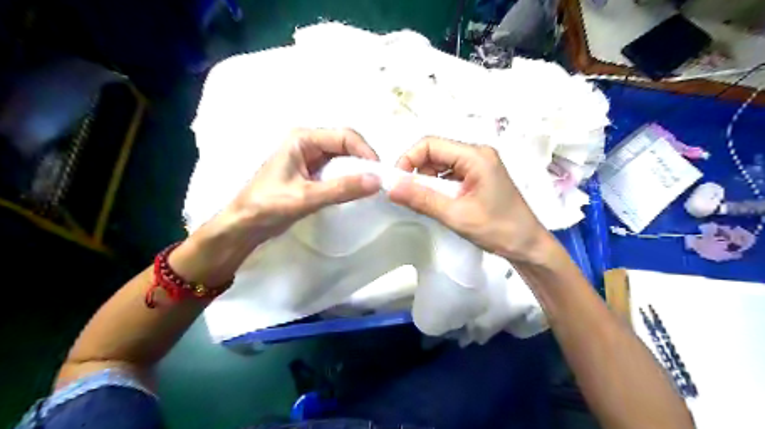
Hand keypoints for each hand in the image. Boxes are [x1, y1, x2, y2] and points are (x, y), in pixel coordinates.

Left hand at [170, 127, 379, 288]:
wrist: (244, 226)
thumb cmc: (268, 206)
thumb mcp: (306, 197)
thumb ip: (342, 188)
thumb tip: (376, 181)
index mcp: (303, 139)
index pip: (344, 136)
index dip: (365, 152)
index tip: (379, 173)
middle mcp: (307, 143)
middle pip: (345, 145)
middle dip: (363, 161)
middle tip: (377, 182)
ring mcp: (309, 158)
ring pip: (342, 159)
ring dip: (357, 171)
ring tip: (369, 187)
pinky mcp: (310, 174)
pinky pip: (336, 171)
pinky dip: (348, 179)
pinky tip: (354, 191)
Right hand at [389, 137, 550, 264]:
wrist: (528, 247)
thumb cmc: (498, 230)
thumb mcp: (456, 215)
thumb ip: (422, 199)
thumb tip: (390, 187)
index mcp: (475, 156)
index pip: (430, 144)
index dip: (409, 159)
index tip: (397, 183)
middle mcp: (477, 154)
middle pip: (435, 152)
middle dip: (417, 172)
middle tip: (410, 197)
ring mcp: (479, 165)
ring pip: (440, 164)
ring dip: (427, 181)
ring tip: (428, 203)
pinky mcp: (478, 177)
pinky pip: (449, 175)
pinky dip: (438, 187)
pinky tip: (440, 203)